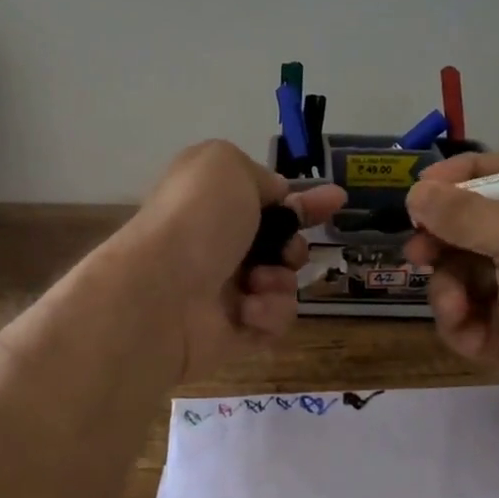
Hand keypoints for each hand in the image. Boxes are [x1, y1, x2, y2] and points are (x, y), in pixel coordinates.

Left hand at [120, 141, 344, 380]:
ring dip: (280, 280)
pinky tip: (248, 310)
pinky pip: (275, 321)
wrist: (160, 294)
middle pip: (282, 245)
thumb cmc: (196, 220)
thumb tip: (274, 198)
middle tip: (285, 251)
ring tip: (256, 283)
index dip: (304, 200)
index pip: (267, 199)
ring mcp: (224, 291)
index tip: (338, 200)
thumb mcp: (225, 165)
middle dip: (294, 246)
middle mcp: (217, 245)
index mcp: (212, 204)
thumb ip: (257, 174)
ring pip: (284, 284)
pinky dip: (269, 313)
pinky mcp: (233, 332)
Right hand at [402, 151, 498, 448]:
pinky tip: (473, 343)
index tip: (421, 191)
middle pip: (474, 223)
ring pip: (461, 269)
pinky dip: (461, 322)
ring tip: (455, 309)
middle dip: (444, 240)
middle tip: (417, 252)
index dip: (462, 177)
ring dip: (449, 289)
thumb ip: (466, 214)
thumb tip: (416, 191)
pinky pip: (465, 309)